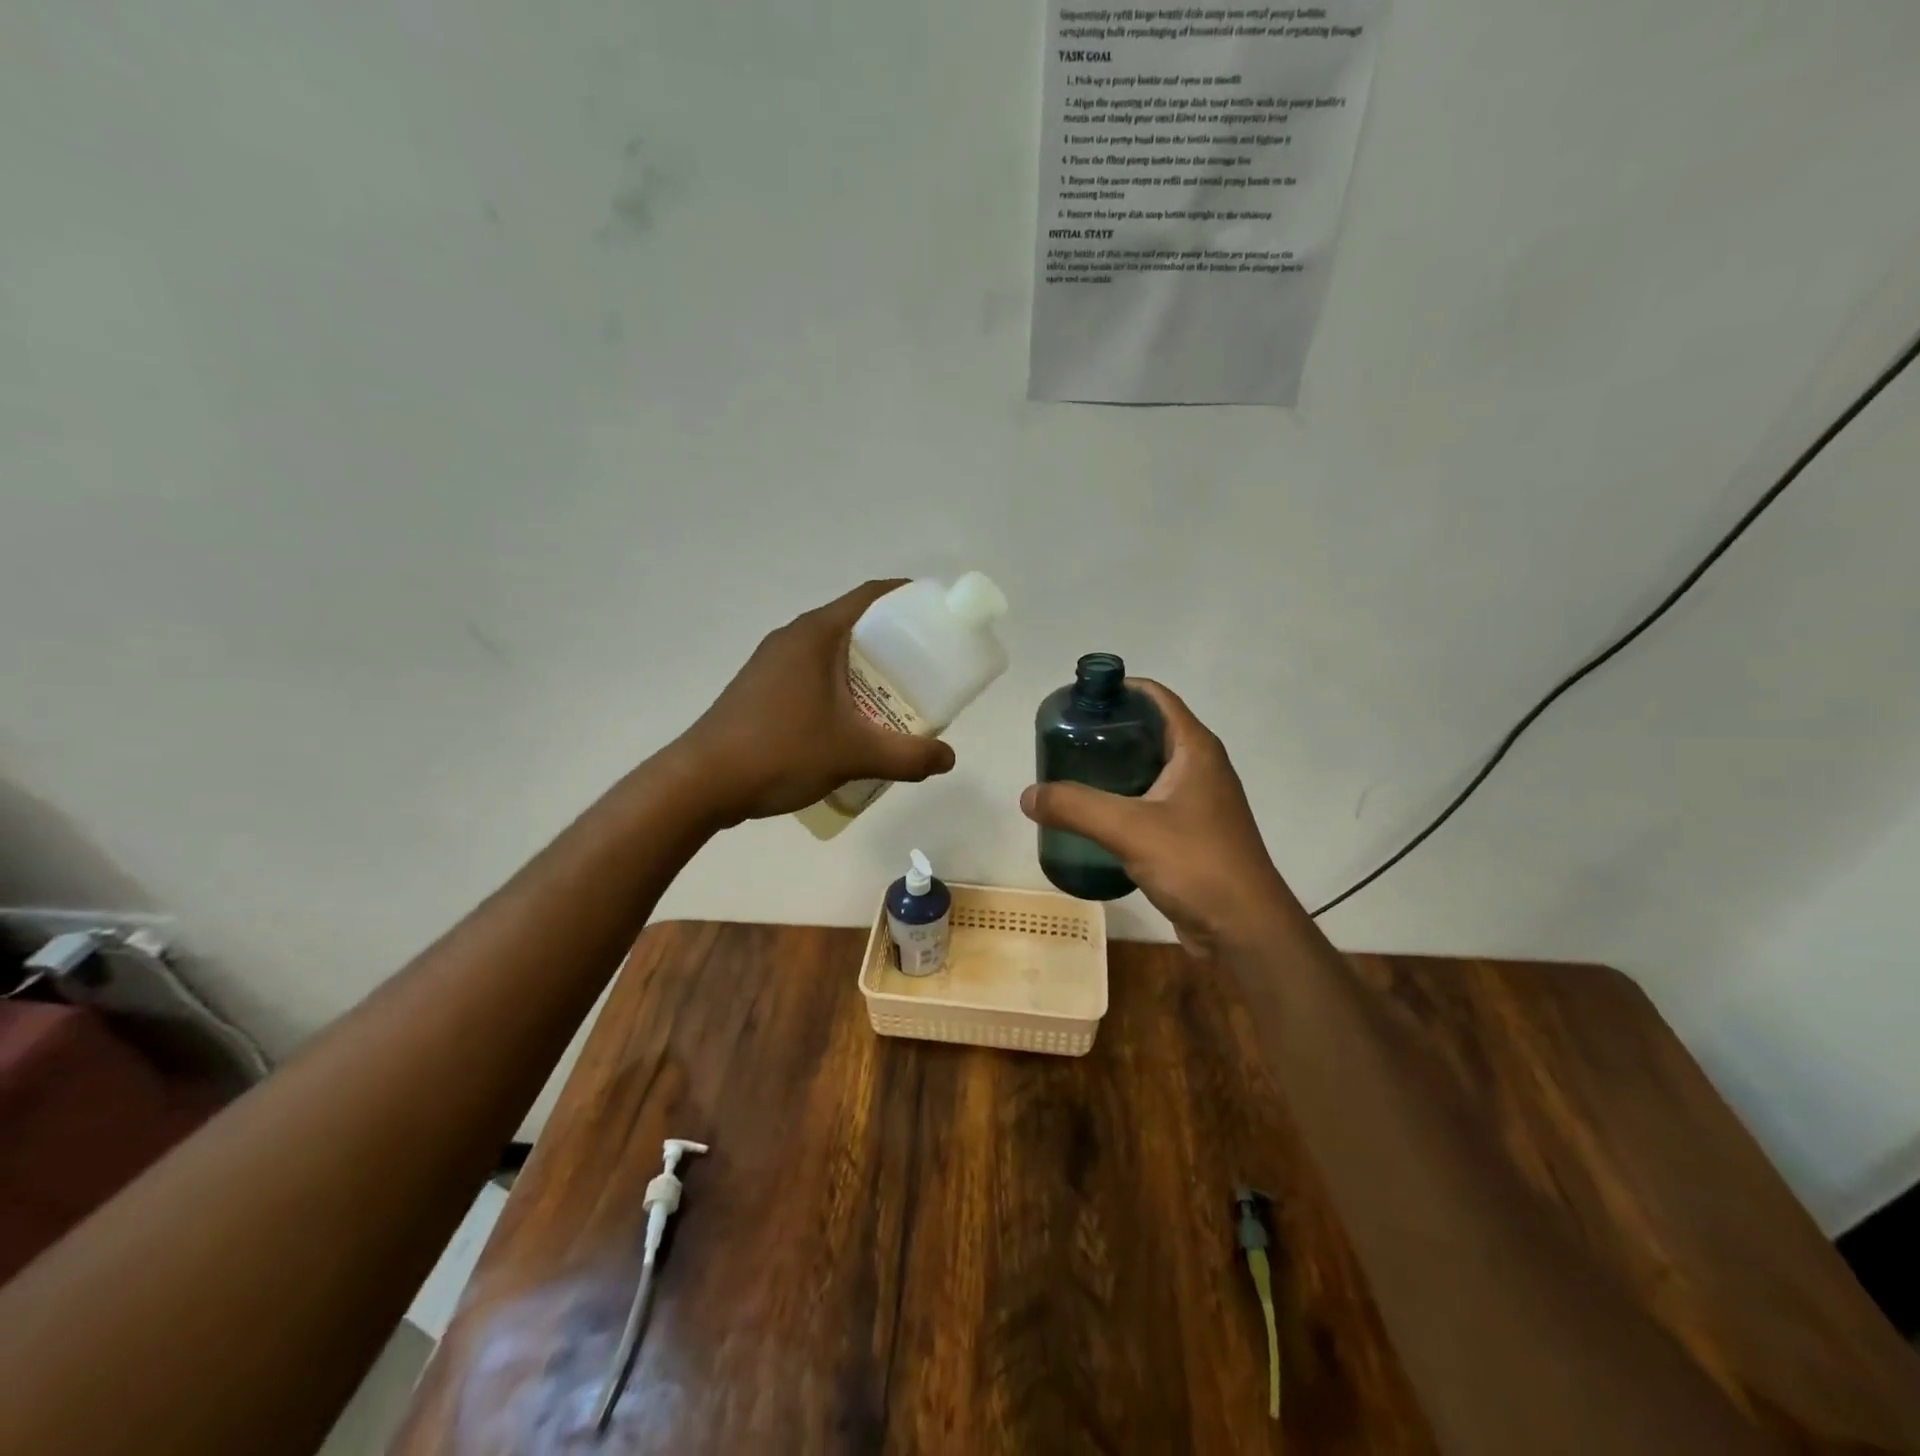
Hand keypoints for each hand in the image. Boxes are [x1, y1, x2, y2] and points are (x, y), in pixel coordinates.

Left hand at [678, 580, 955, 825]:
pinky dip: (842, 688)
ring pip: (834, 654)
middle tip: (928, 670)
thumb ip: (908, 756)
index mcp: (816, 634)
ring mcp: (773, 664)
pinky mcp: (762, 690)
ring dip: (868, 670)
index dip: (909, 598)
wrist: (701, 783)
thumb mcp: (853, 754)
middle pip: (856, 625)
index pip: (871, 597)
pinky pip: (815, 676)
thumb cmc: (780, 752)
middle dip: (895, 644)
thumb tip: (948, 759)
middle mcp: (793, 638)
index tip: (939, 616)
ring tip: (898, 699)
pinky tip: (855, 723)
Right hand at [1019, 681, 1296, 954]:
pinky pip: (1147, 804)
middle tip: (1061, 743)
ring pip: (1145, 770)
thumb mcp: (1130, 829)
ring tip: (1067, 776)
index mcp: (1195, 749)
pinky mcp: (1189, 834)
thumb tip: (1028, 795)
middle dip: (1104, 732)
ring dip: (1110, 770)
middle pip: (1146, 731)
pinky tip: (1090, 818)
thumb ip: (1076, 807)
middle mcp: (1199, 767)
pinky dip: (1119, 802)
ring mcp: (1196, 802)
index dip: (1116, 690)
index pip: (1154, 697)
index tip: (1075, 701)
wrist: (1245, 930)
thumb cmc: (1197, 864)